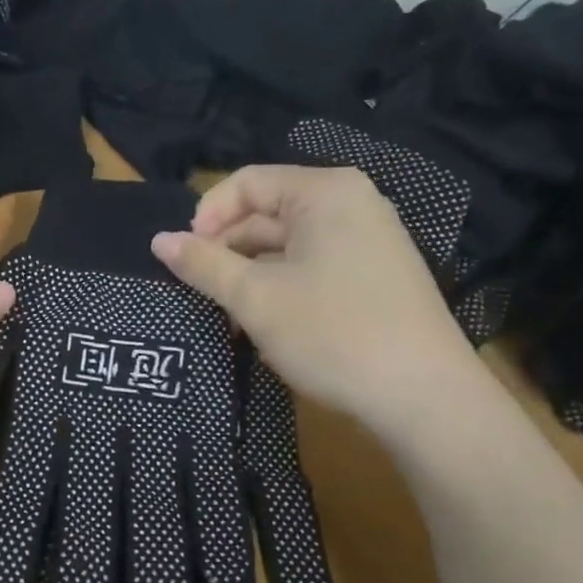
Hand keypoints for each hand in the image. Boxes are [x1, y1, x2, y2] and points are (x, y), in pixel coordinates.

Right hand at [151, 165, 487, 445]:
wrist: (424, 399)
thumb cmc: (333, 333)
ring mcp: (368, 241)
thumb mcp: (255, 298)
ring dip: (249, 274)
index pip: (247, 183)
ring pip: (287, 246)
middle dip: (227, 250)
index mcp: (325, 192)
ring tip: (224, 314)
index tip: (182, 258)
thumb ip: (203, 264)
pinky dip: (280, 287)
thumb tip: (158, 240)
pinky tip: (262, 324)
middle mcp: (351, 204)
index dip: (206, 217)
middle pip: (267, 213)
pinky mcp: (374, 277)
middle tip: (197, 291)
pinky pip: (312, 267)